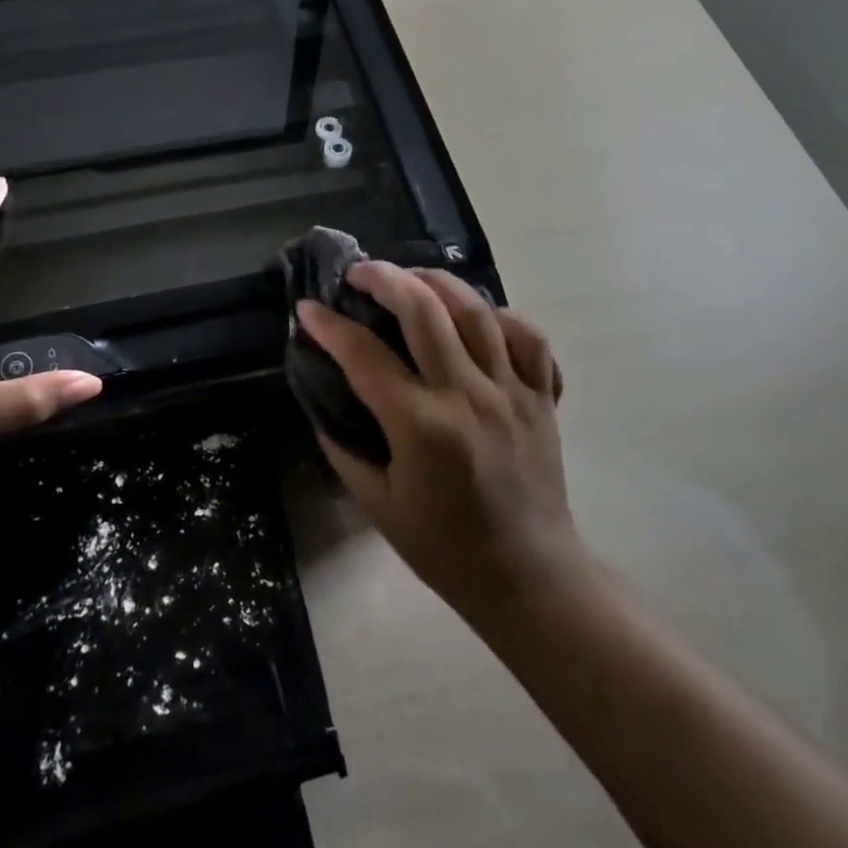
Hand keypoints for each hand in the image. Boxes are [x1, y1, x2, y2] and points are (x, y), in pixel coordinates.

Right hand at [295, 264, 585, 618]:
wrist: (527, 576)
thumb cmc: (444, 548)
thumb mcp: (378, 504)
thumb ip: (343, 449)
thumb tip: (325, 403)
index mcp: (421, 425)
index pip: (364, 355)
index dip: (329, 325)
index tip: (306, 307)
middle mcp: (467, 394)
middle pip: (424, 310)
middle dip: (384, 278)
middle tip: (359, 271)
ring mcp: (511, 390)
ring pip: (476, 310)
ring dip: (438, 282)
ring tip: (412, 278)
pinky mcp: (542, 396)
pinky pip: (527, 337)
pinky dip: (501, 315)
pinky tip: (478, 315)